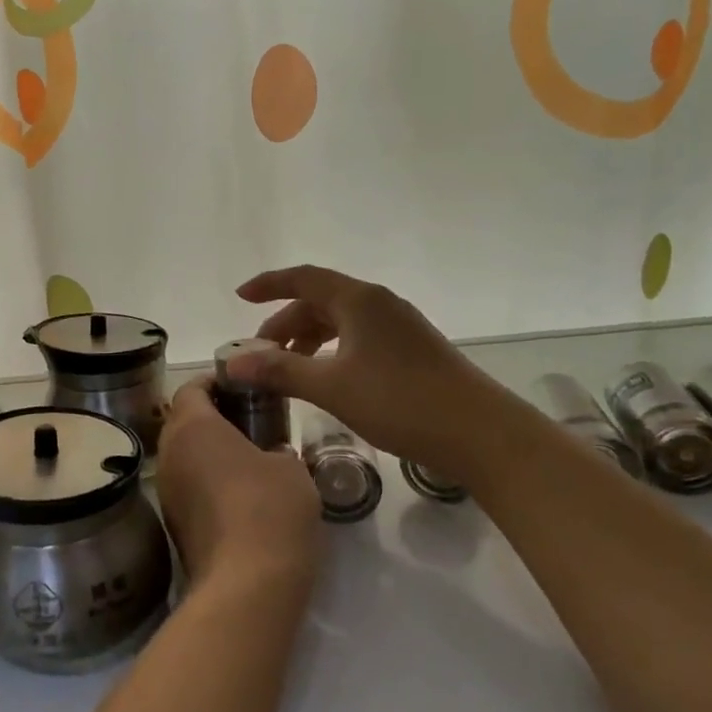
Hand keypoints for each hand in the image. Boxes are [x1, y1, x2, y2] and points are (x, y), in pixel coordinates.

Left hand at [157, 377, 320, 592]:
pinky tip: (242, 495)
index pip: (191, 388)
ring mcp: (167, 493)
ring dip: (210, 452)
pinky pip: (189, 487)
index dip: (215, 382)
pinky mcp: (174, 525)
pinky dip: (209, 482)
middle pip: (183, 421)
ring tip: (251, 457)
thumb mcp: (291, 468)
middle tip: (253, 419)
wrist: (246, 587)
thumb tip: (270, 455)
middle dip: (214, 417)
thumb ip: (277, 449)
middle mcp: (169, 454)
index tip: (244, 385)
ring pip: (184, 457)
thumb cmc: (270, 509)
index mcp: (192, 427)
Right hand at [230, 265, 480, 469]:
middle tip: (260, 354)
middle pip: (320, 301)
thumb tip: (233, 362)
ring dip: (309, 340)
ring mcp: (399, 326)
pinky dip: (332, 351)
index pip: (303, 279)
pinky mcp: (411, 350)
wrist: (478, 432)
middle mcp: (379, 304)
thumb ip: (280, 371)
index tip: (240, 297)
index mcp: (358, 300)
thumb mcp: (331, 386)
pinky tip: (326, 378)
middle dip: (285, 323)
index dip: (269, 284)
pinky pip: (359, 338)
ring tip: (288, 369)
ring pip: (341, 322)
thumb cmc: (399, 401)